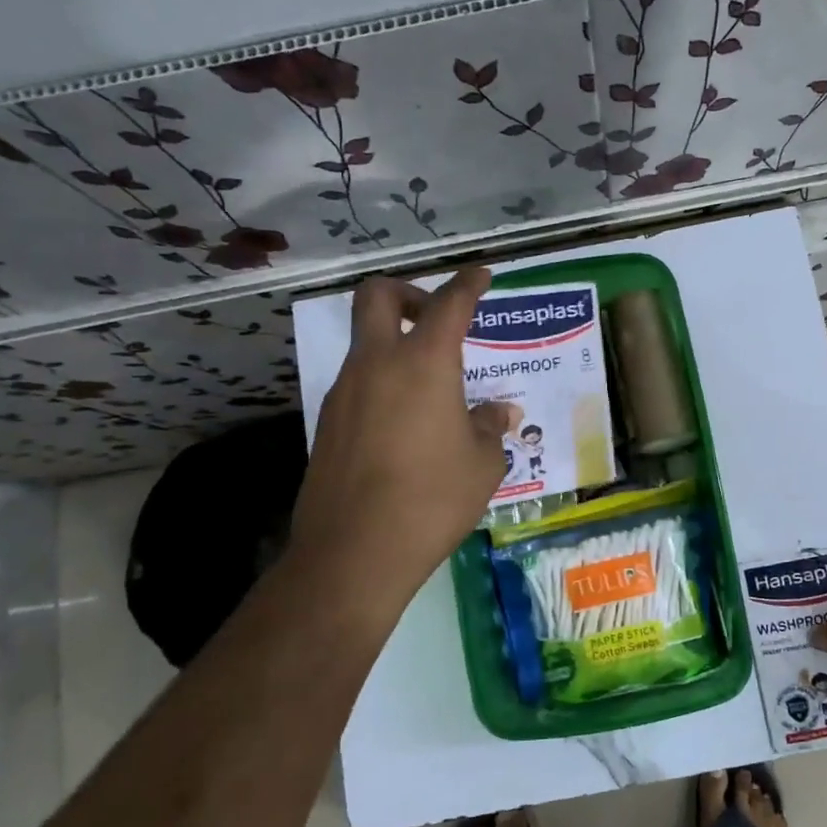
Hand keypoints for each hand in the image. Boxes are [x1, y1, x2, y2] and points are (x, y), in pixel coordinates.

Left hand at [288, 268, 513, 622]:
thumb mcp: (483, 464)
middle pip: (377, 296)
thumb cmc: (433, 498)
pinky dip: (382, 384)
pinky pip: (358, 384)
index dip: (468, 284)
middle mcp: (377, 364)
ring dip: (395, 345)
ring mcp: (344, 392)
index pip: (449, 304)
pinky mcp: (327, 423)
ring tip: (431, 389)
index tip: (480, 275)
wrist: (355, 551)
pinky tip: (405, 426)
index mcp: (424, 363)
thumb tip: (498, 413)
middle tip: (435, 317)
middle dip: (408, 292)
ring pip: (365, 343)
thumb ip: (490, 428)